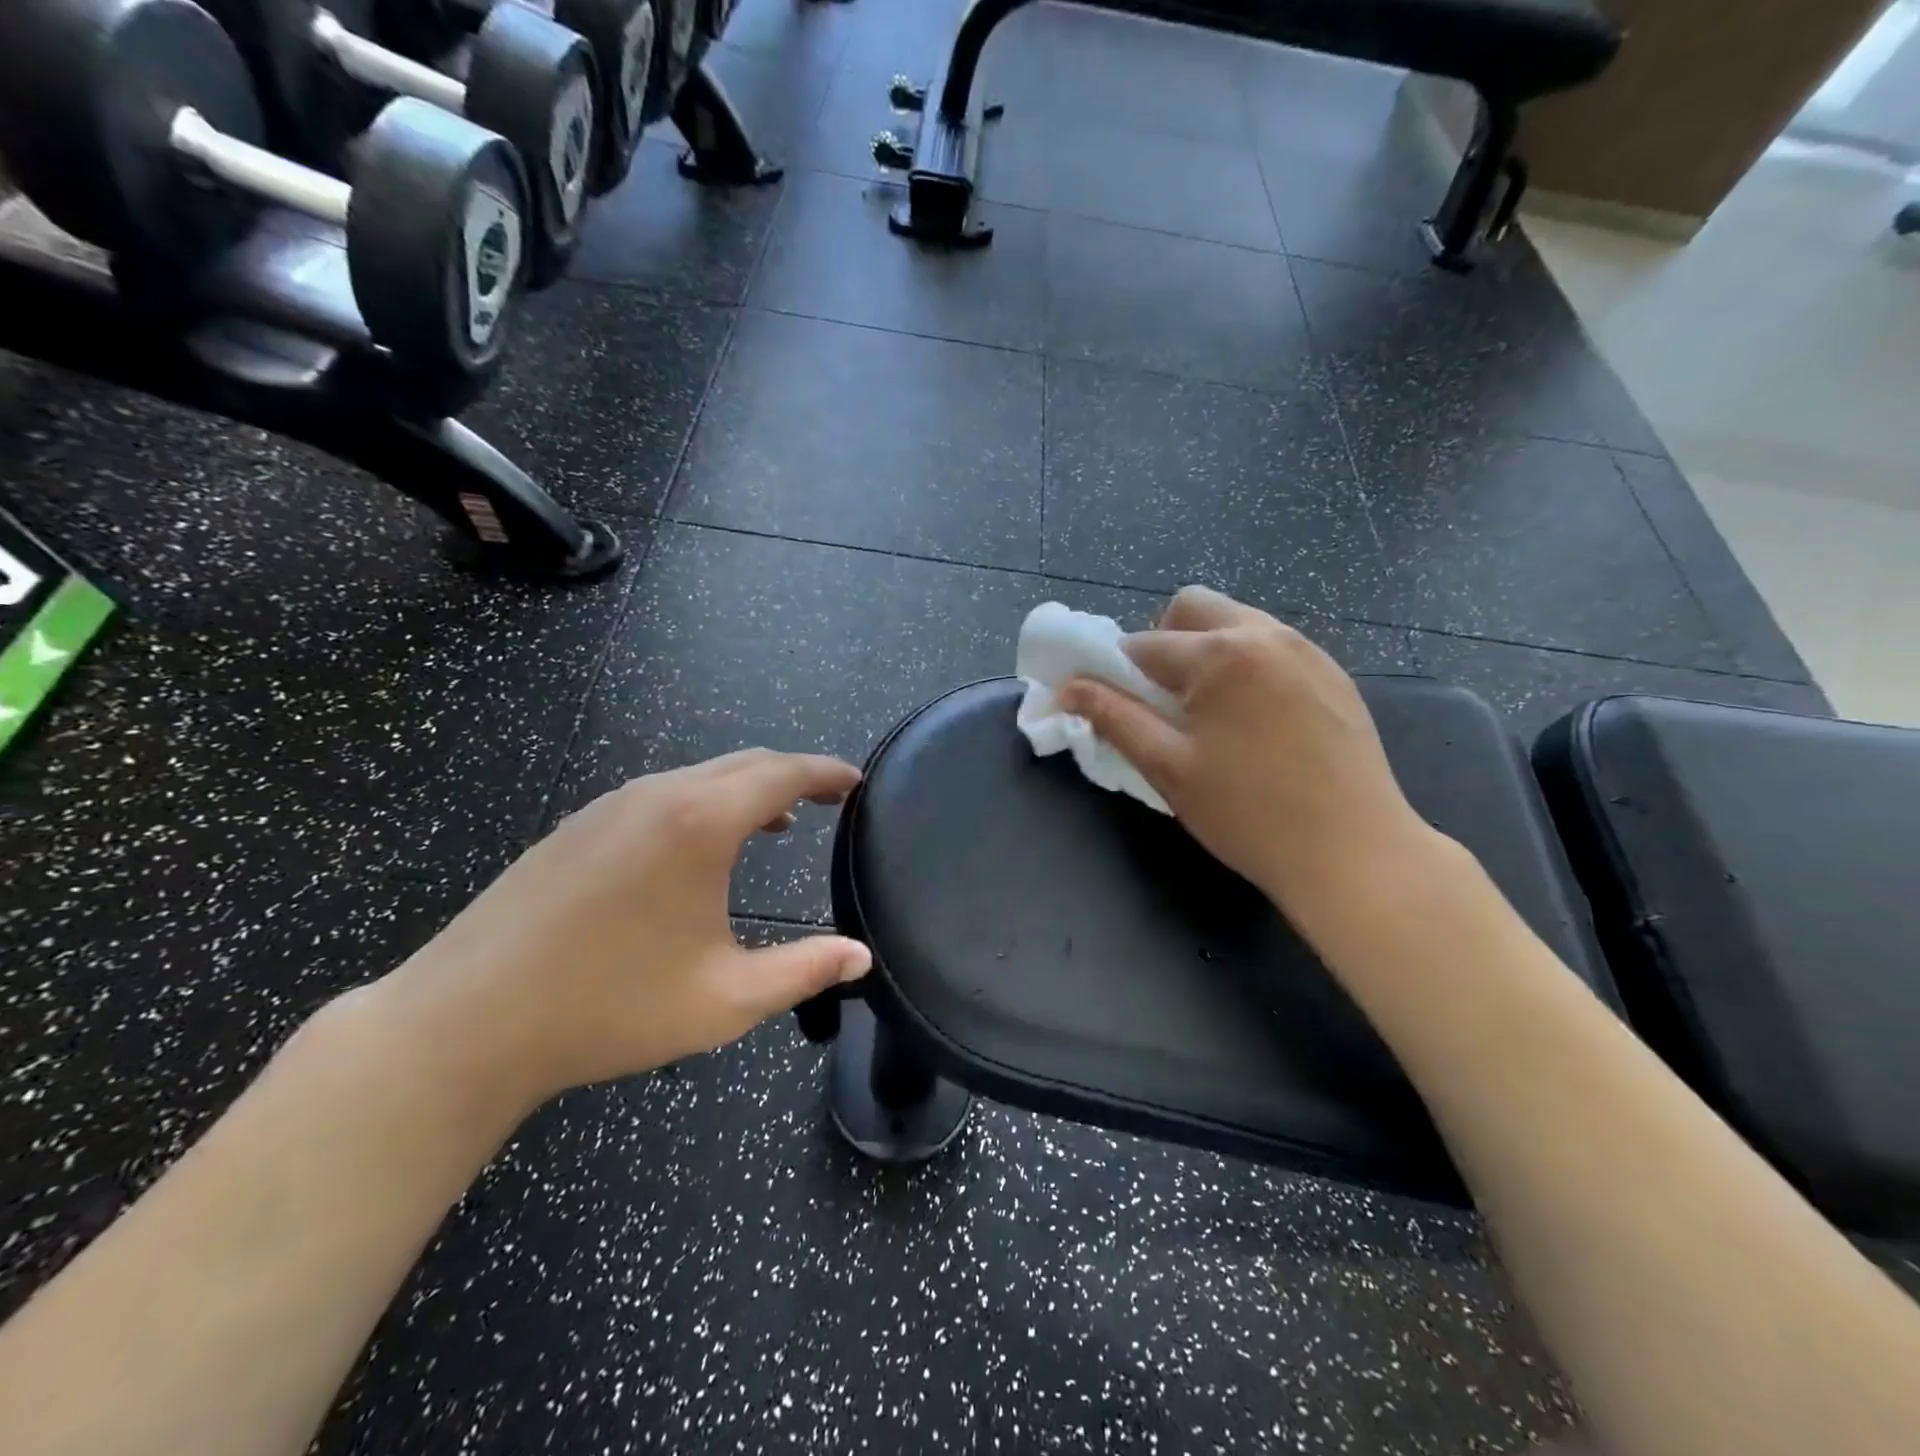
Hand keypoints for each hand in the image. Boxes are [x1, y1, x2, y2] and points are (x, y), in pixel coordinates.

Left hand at [361, 750, 872, 1109]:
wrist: (467, 1021)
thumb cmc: (610, 1007)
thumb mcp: (726, 999)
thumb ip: (804, 971)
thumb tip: (860, 957)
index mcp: (702, 822)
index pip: (784, 773)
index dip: (826, 772)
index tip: (855, 781)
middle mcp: (659, 794)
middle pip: (744, 763)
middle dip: (792, 774)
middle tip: (826, 799)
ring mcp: (610, 805)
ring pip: (699, 776)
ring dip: (745, 790)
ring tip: (774, 824)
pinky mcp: (577, 825)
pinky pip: (660, 794)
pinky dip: (701, 803)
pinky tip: (698, 847)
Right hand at [1058, 586, 1437, 912]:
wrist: (1353, 852)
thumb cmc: (1248, 813)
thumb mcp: (1167, 766)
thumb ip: (1113, 717)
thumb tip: (1066, 688)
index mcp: (1220, 654)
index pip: (1143, 643)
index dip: (1117, 673)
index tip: (1118, 707)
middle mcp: (1266, 633)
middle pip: (1193, 606)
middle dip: (1163, 641)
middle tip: (1165, 700)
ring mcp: (1306, 649)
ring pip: (1235, 621)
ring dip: (1206, 650)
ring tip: (1210, 712)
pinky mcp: (1333, 672)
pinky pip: (1272, 646)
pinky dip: (1245, 665)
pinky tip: (1254, 720)